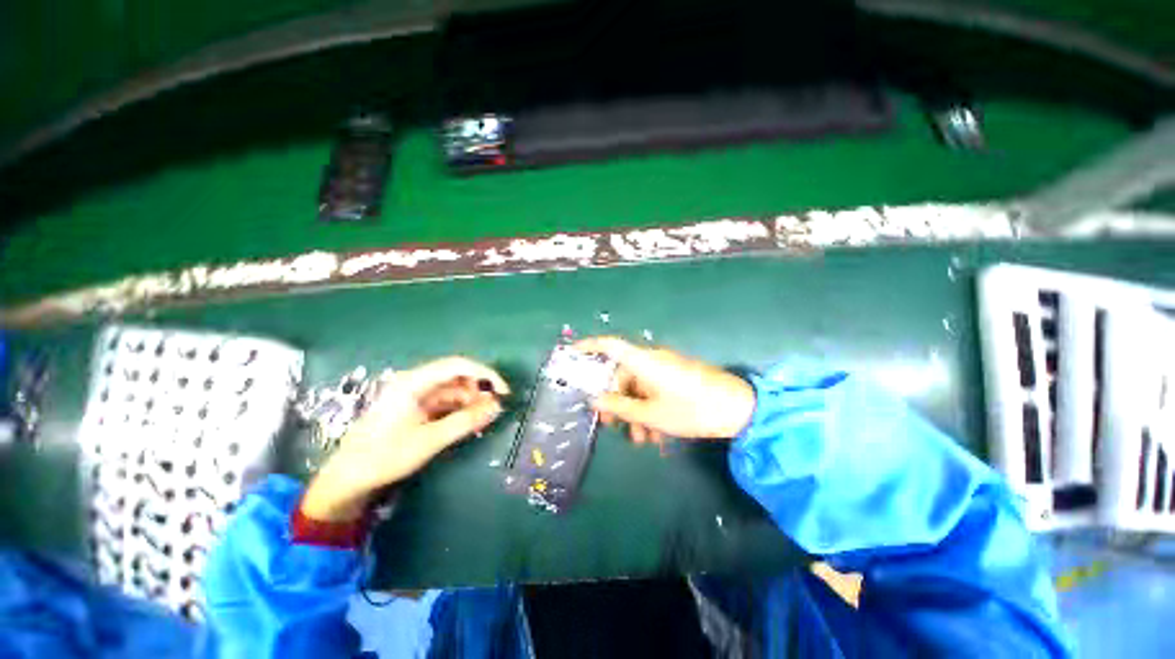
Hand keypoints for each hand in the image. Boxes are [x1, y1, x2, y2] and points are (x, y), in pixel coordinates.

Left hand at [301, 357, 508, 521]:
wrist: (348, 479)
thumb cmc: (385, 456)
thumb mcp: (430, 440)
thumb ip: (466, 421)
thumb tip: (497, 407)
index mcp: (414, 382)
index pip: (458, 365)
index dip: (485, 374)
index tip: (503, 391)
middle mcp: (416, 382)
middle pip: (457, 376)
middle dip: (479, 390)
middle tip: (494, 410)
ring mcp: (415, 395)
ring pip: (453, 391)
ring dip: (471, 402)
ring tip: (483, 421)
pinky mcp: (415, 408)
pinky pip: (445, 403)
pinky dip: (460, 411)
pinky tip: (469, 424)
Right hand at [574, 337, 754, 444]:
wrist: (738, 408)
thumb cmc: (691, 409)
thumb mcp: (652, 414)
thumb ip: (621, 407)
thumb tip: (596, 400)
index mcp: (643, 361)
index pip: (610, 345)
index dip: (589, 346)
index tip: (572, 354)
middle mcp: (652, 360)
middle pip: (623, 375)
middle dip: (616, 401)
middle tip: (612, 425)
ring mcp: (665, 369)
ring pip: (638, 387)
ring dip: (635, 412)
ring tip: (641, 439)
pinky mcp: (676, 378)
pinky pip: (653, 390)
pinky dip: (650, 409)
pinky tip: (656, 434)